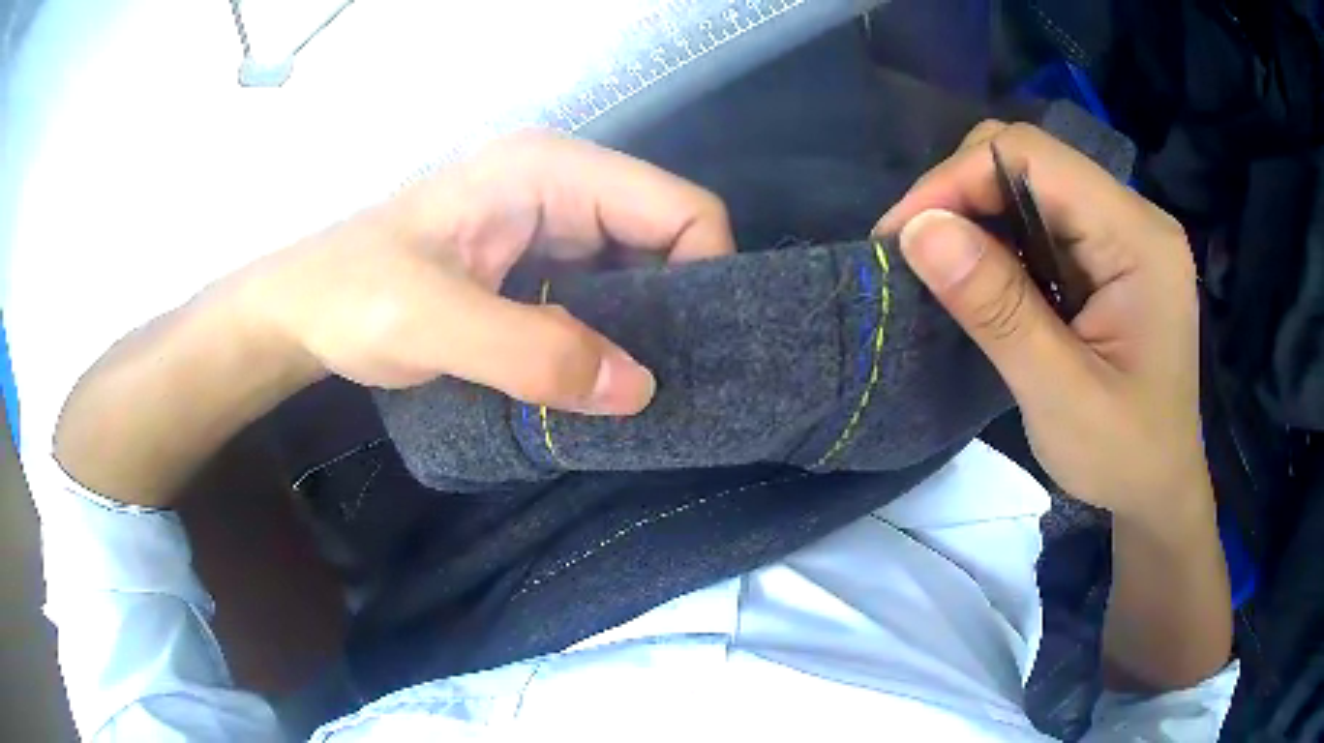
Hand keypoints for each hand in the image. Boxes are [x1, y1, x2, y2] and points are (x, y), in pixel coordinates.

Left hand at [238, 131, 734, 413]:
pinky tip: (602, 383)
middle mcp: (563, 188)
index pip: (678, 207)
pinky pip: (603, 298)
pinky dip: (611, 340)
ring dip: (644, 333)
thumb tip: (639, 391)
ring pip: (638, 274)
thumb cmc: (353, 296)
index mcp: (550, 171)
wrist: (303, 312)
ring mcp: (549, 226)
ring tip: (641, 395)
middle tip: (674, 387)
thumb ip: (531, 353)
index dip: (706, 274)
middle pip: (666, 240)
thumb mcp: (434, 322)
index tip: (693, 355)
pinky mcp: (535, 265)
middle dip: (678, 312)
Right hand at [876, 122, 1206, 517]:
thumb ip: (998, 310)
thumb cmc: (1123, 456)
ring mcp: (1122, 230)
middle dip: (961, 193)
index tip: (901, 236)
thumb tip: (919, 231)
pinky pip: (1040, 216)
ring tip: (939, 266)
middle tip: (914, 252)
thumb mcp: (1059, 396)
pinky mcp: (1108, 251)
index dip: (958, 179)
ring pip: (1029, 183)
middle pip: (1030, 159)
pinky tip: (983, 277)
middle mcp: (1133, 215)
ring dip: (976, 215)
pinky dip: (998, 238)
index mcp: (1138, 239)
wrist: (1158, 487)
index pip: (1033, 158)